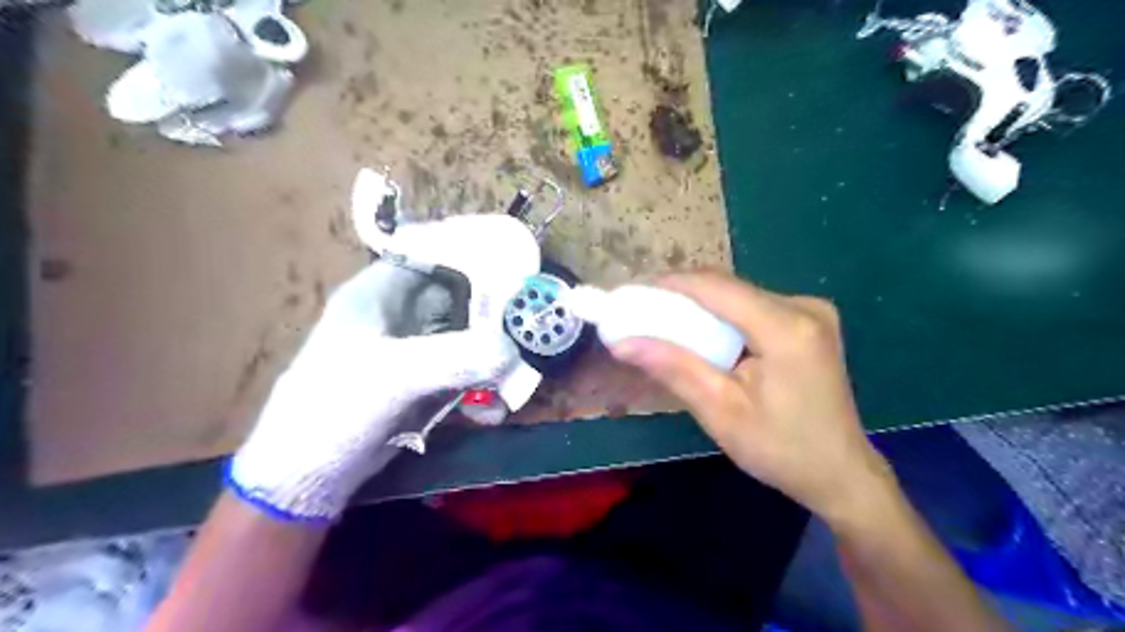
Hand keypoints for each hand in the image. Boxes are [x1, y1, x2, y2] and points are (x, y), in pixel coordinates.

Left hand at [229, 214, 539, 520]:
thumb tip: (512, 350)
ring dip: (491, 356)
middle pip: (459, 296)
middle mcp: (398, 314)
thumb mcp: (394, 376)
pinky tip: (490, 411)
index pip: (434, 254)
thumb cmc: (335, 409)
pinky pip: (462, 370)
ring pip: (466, 336)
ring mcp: (411, 349)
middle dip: (494, 313)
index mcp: (380, 292)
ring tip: (513, 381)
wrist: (308, 477)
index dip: (474, 255)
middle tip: (530, 328)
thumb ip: (455, 358)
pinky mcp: (421, 381)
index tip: (517, 269)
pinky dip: (480, 386)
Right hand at [612, 271, 893, 523]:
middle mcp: (804, 307)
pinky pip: (754, 308)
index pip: (716, 287)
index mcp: (786, 328)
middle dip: (682, 297)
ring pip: (739, 296)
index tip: (632, 294)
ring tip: (664, 324)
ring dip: (701, 308)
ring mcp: (812, 312)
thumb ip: (673, 367)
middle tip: (643, 313)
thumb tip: (621, 342)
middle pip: (728, 288)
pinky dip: (723, 318)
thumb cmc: (780, 449)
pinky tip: (704, 336)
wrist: (840, 473)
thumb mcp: (720, 411)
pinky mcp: (810, 322)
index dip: (670, 284)